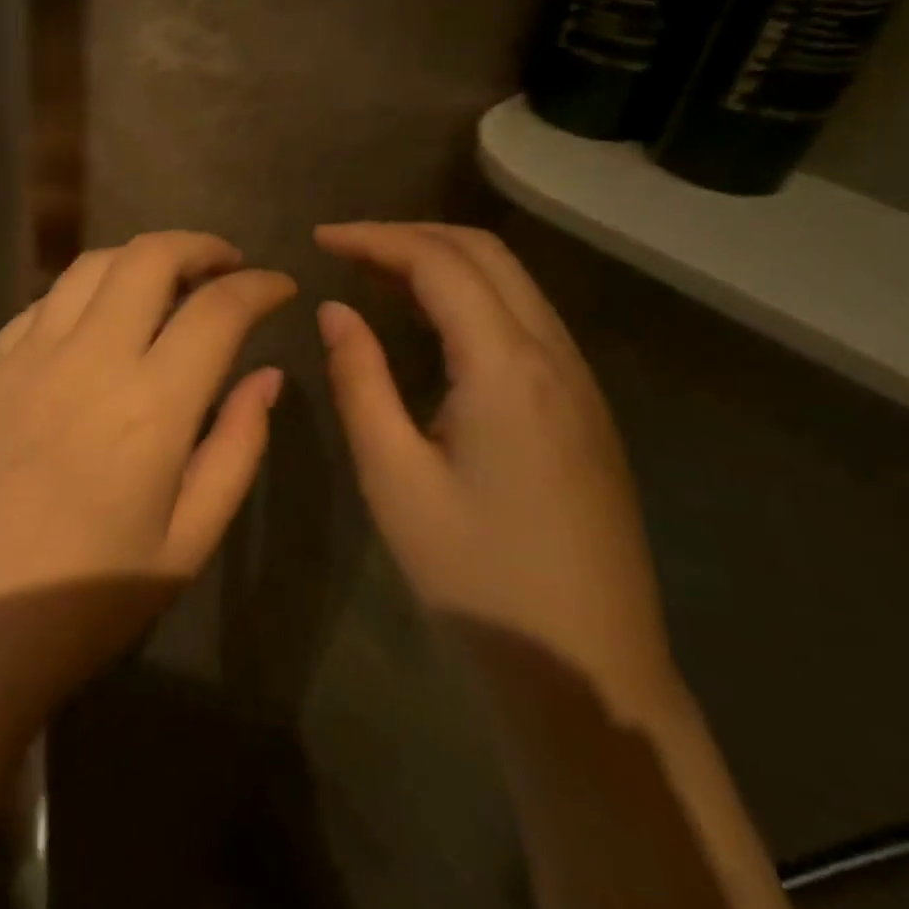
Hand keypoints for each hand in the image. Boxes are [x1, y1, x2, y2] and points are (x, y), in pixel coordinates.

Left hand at [0, 231, 295, 718]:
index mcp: (150, 405)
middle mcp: (88, 359)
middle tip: (225, 266)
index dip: (259, 286)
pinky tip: (96, 321)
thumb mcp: (189, 540)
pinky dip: (85, 293)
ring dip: (140, 259)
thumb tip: (266, 375)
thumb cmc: (87, 601)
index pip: (218, 309)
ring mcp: (26, 354)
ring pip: (92, 265)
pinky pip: (43, 302)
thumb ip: (237, 446)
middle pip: (150, 257)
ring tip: (166, 283)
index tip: (280, 286)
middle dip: (199, 246)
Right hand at [315, 223, 677, 717]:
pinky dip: (471, 296)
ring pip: (511, 281)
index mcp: (508, 367)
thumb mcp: (394, 477)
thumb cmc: (476, 577)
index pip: (439, 262)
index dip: (375, 238)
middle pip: (485, 253)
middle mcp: (555, 355)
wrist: (589, 672)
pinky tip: (432, 326)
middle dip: (410, 236)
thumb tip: (335, 311)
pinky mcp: (584, 408)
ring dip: (443, 262)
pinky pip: (524, 318)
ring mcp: (579, 381)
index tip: (320, 239)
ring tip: (377, 277)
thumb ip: (359, 380)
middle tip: (347, 250)